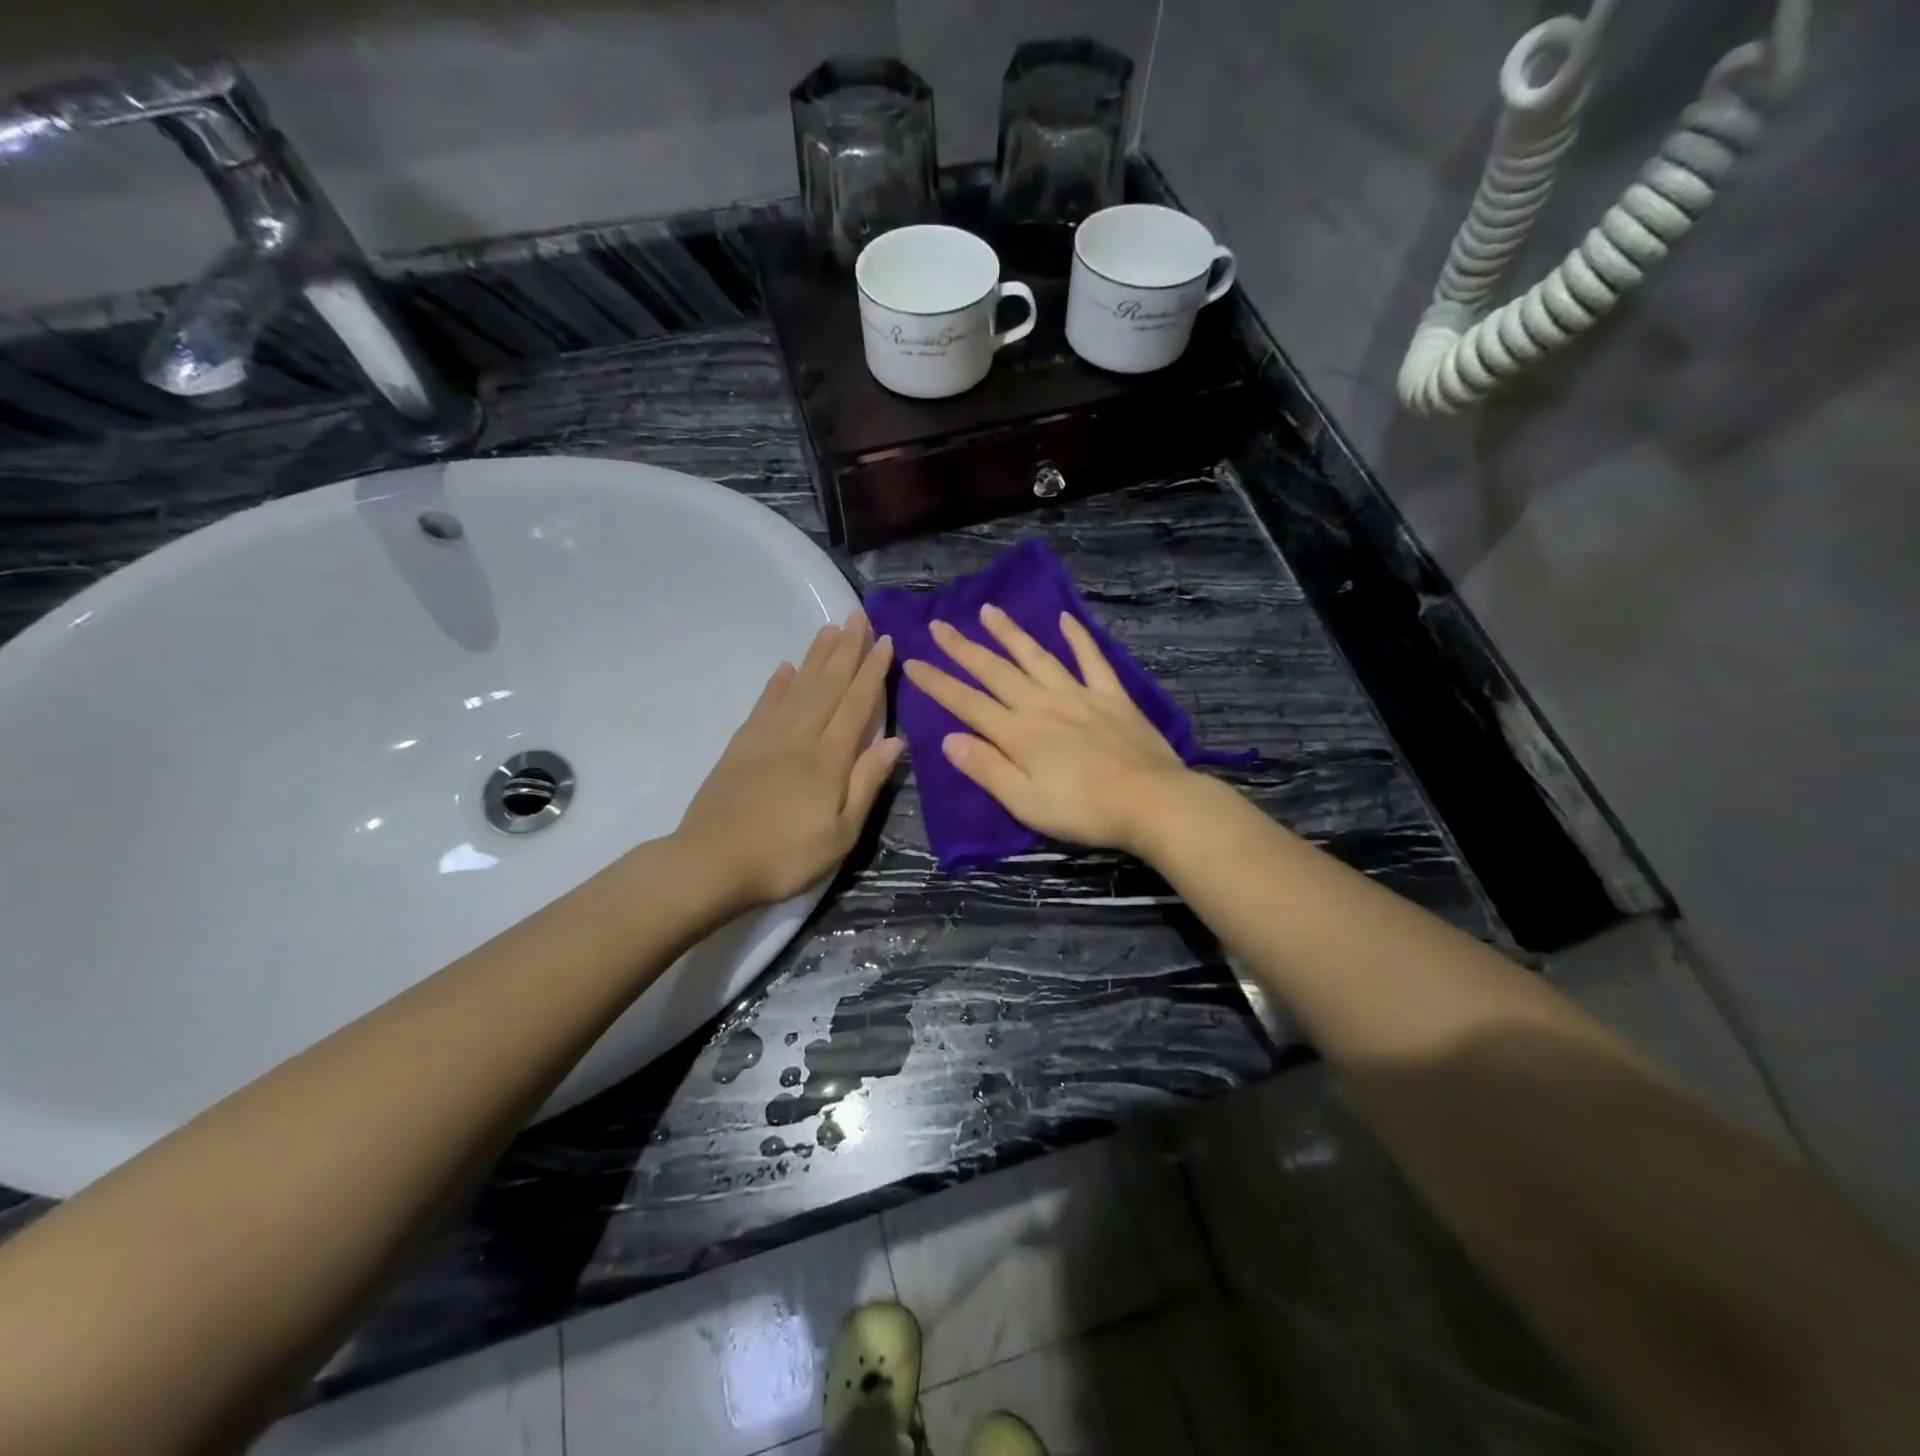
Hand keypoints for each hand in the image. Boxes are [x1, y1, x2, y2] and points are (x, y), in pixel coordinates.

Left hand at [676, 612, 901, 910]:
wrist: (711, 863)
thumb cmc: (786, 855)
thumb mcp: (841, 832)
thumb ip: (867, 783)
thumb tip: (895, 740)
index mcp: (829, 758)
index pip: (857, 704)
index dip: (872, 672)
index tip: (884, 641)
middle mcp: (800, 736)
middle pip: (828, 685)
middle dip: (846, 649)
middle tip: (858, 616)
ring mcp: (767, 738)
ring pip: (798, 687)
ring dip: (816, 656)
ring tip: (830, 628)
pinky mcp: (741, 746)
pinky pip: (764, 705)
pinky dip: (777, 684)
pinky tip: (786, 667)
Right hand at [902, 604, 1193, 855]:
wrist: (1151, 802)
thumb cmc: (1083, 810)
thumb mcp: (1025, 801)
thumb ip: (986, 768)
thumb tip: (948, 739)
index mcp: (1018, 733)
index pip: (967, 703)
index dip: (938, 683)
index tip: (913, 661)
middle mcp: (1042, 705)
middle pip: (996, 672)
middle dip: (964, 649)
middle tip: (939, 625)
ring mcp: (1079, 695)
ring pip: (1037, 657)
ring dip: (1010, 633)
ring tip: (988, 611)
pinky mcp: (1112, 697)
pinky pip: (1091, 659)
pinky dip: (1078, 638)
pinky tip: (1065, 619)